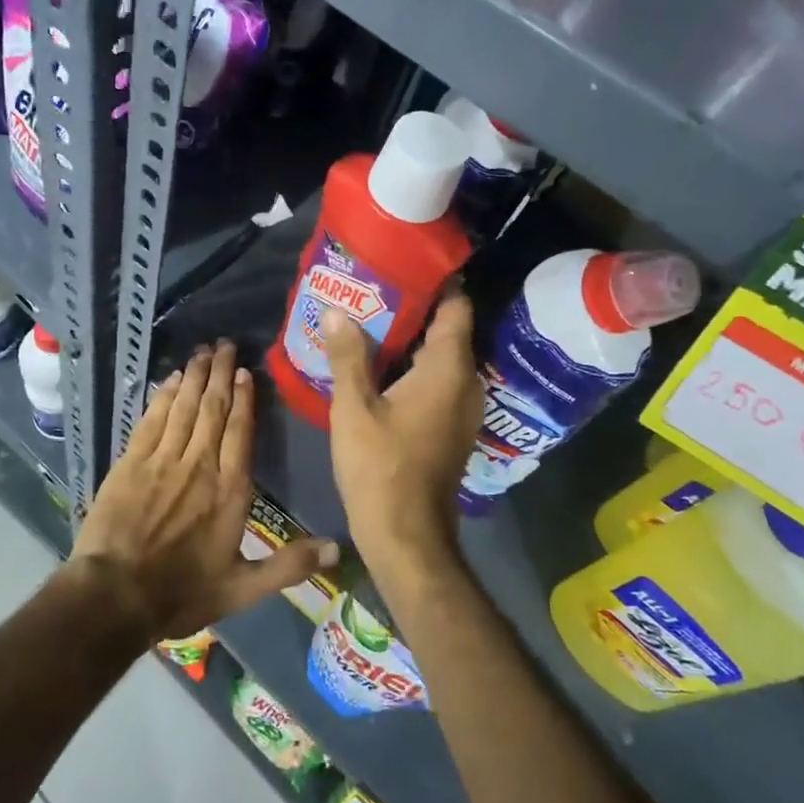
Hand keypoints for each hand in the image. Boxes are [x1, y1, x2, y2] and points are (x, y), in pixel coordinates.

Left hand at [71, 340, 338, 641]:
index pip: (241, 431)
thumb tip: (337, 548)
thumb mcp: (243, 588)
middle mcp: (199, 465)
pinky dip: (162, 396)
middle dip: (219, 373)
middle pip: (213, 409)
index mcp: (230, 490)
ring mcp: (163, 460)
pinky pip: (152, 419)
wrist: (115, 596)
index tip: (245, 372)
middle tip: (225, 344)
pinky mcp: (131, 462)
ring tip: (202, 351)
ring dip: (194, 376)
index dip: (244, 399)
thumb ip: (289, 566)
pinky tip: (169, 379)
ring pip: (184, 407)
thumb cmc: (182, 593)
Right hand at [321, 293, 483, 573]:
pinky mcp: (451, 427)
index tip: (402, 266)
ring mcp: (462, 407)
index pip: (455, 308)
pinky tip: (378, 367)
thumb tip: (338, 311)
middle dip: (413, 309)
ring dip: (410, 340)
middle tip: (372, 291)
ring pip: (441, 358)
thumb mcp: (354, 408)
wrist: (407, 536)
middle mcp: (465, 382)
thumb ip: (347, 356)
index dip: (434, 283)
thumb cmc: (381, 467)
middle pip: (447, 331)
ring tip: (368, 322)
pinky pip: (437, 381)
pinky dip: (413, 368)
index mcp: (447, 369)